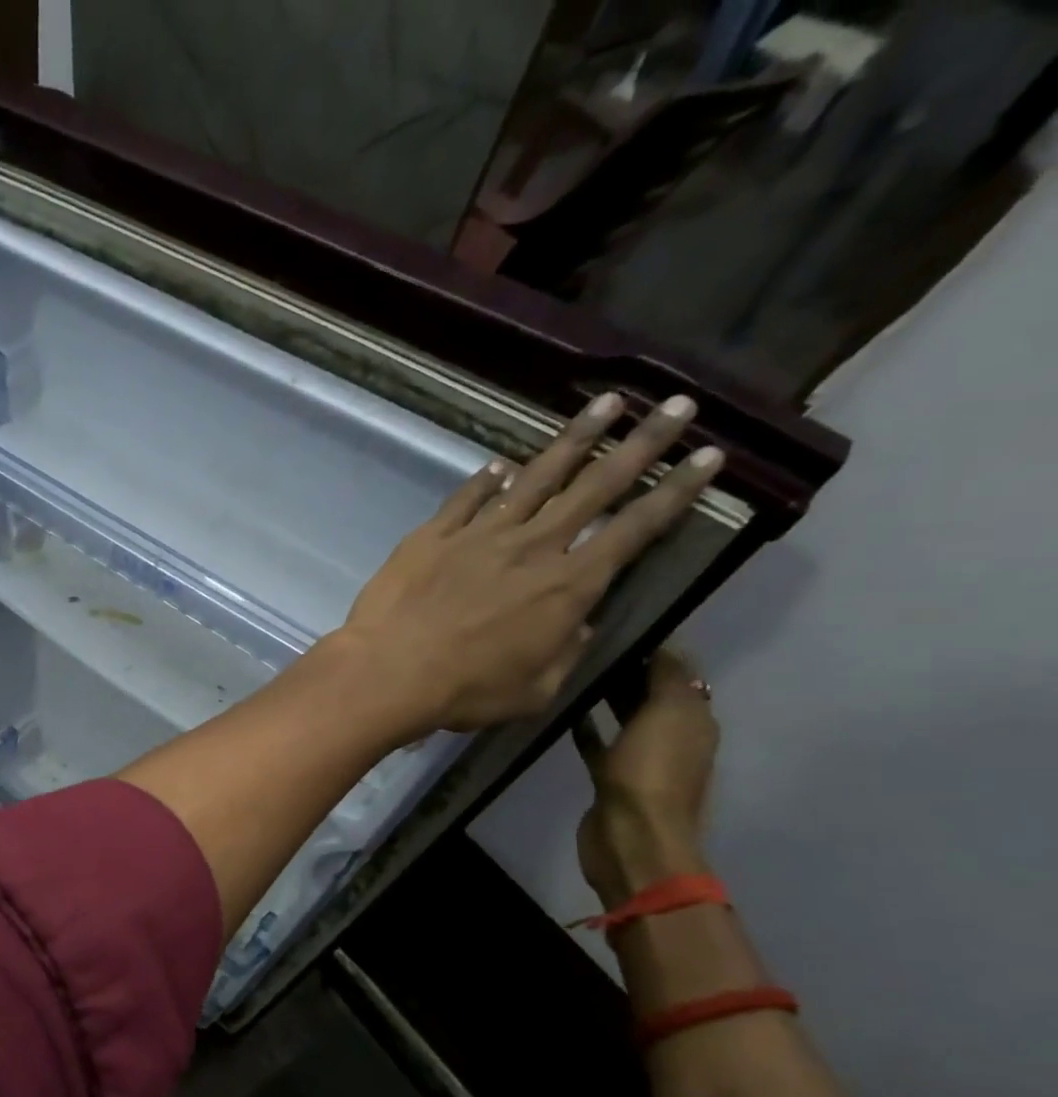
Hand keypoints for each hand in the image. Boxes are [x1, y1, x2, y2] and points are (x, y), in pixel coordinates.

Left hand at [327, 391, 724, 748]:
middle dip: (642, 444)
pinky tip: (501, 465)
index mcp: (568, 585)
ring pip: (536, 477)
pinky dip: (486, 480)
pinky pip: (466, 498)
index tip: (709, 456)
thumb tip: (576, 624)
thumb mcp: (535, 689)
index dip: (676, 492)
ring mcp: (478, 535)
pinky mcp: (432, 535)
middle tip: (676, 405)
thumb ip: (564, 652)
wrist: (388, 672)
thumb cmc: (465, 691)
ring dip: (574, 440)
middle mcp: (532, 547)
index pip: (635, 528)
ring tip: (605, 404)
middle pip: (596, 486)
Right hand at [574, 647, 718, 904]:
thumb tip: (662, 643)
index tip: (618, 623)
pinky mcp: (610, 777)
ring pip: (625, 716)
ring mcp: (641, 758)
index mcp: (695, 719)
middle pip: (651, 692)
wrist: (631, 837)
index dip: (654, 646)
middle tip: (589, 641)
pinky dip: (587, 726)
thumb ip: (667, 676)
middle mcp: (673, 736)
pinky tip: (566, 712)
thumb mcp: (668, 714)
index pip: (678, 671)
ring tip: (575, 671)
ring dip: (607, 696)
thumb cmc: (651, 773)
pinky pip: (599, 743)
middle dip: (629, 668)